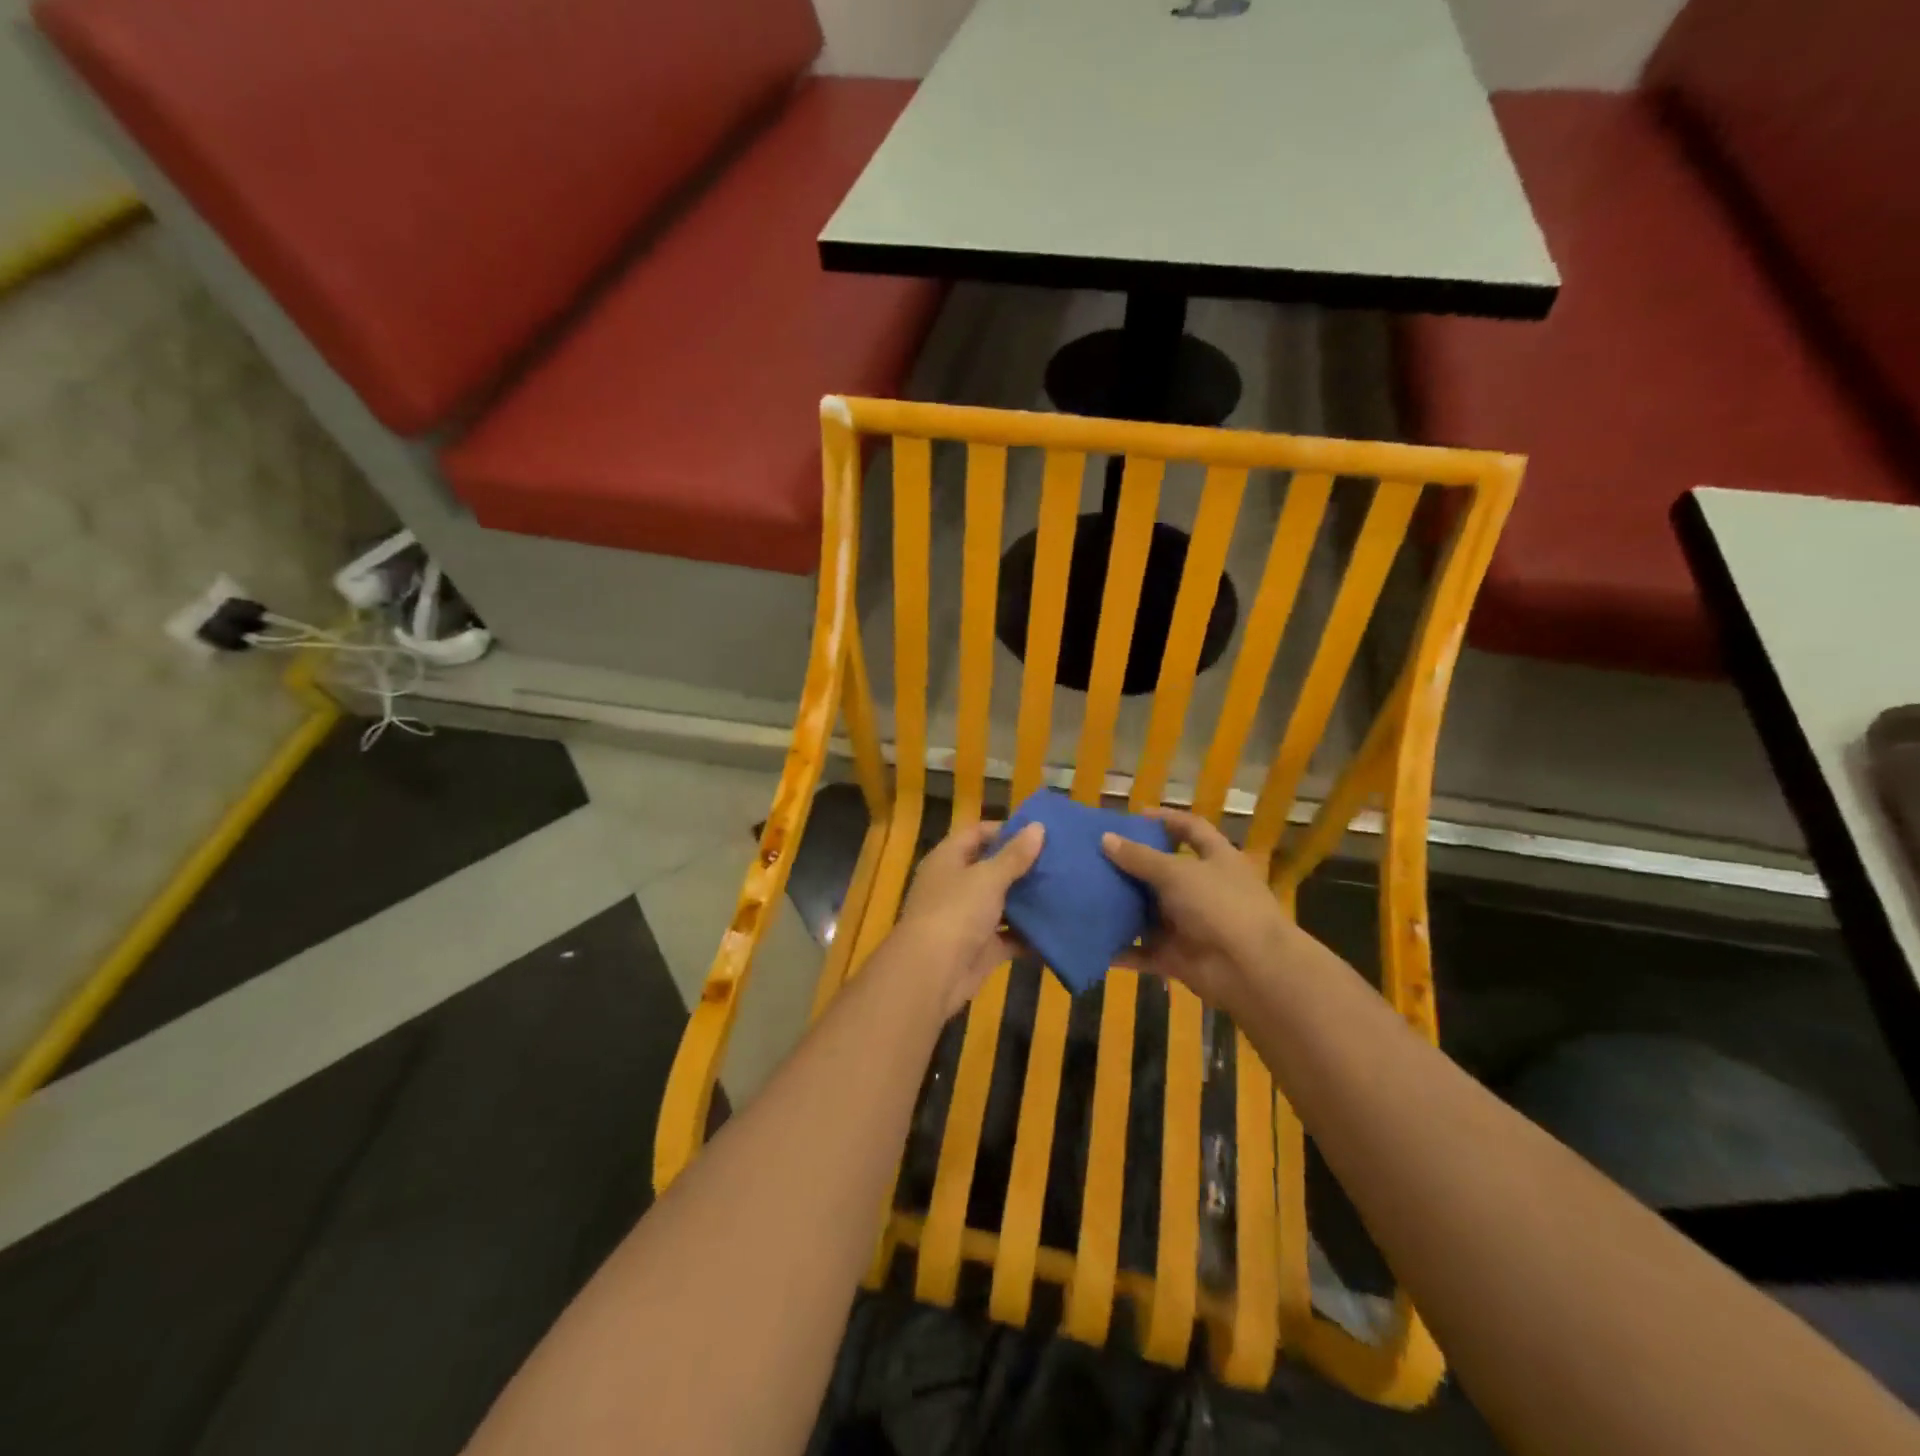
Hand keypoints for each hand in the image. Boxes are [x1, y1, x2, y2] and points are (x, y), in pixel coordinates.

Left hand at [892, 820, 1045, 1016]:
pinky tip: (1058, 927)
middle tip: (1061, 860)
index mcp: (948, 859)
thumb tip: (1038, 826)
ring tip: (1066, 889)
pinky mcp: (981, 948)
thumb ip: (1014, 855)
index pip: (977, 833)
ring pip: (1002, 903)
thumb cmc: (956, 912)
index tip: (1040, 832)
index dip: (1006, 830)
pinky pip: (1009, 936)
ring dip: (1029, 900)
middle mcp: (956, 885)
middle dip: (1023, 866)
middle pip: (992, 868)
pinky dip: (1029, 934)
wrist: (932, 973)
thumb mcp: (987, 877)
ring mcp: (968, 918)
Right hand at [1101, 809, 1293, 1018]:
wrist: (1251, 970)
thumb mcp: (1178, 873)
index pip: (1192, 829)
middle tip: (1097, 856)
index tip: (1135, 816)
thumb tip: (1105, 838)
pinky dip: (1121, 949)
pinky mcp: (1177, 957)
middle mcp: (1203, 890)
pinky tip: (1093, 940)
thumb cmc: (1220, 906)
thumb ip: (1140, 857)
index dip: (1167, 820)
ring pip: (1149, 913)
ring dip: (1122, 907)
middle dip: (1132, 866)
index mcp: (1216, 859)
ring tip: (1085, 894)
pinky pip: (1142, 951)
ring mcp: (1190, 925)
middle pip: (1163, 872)